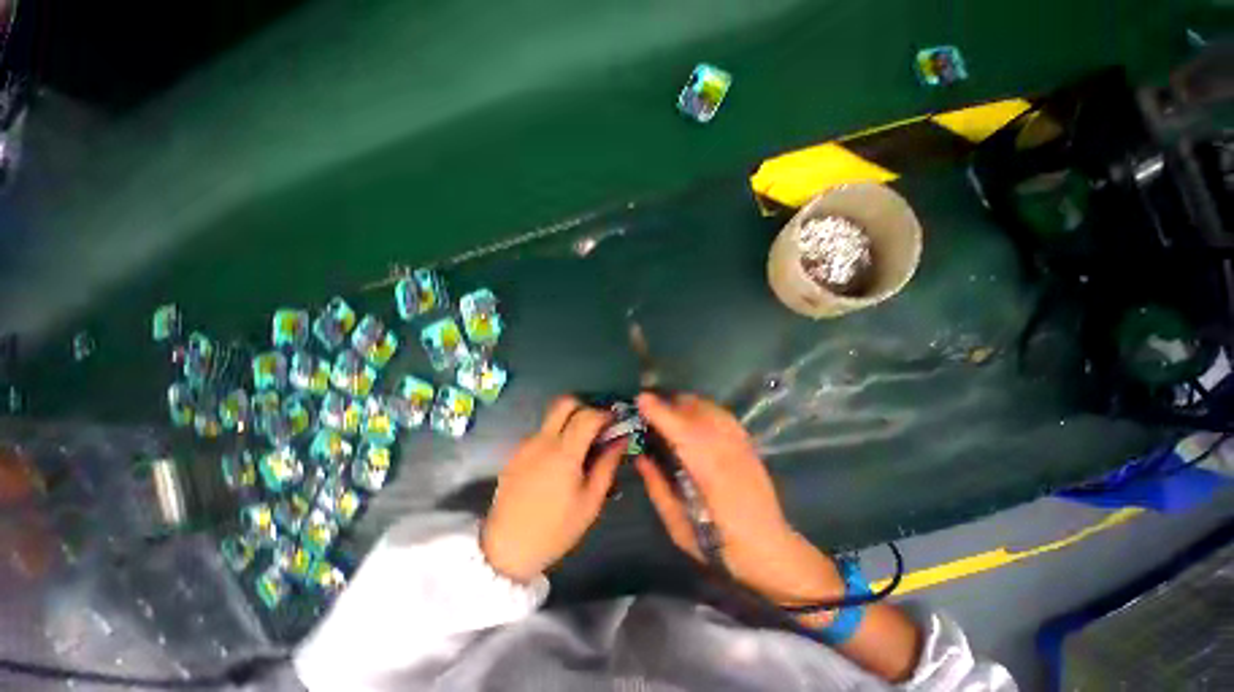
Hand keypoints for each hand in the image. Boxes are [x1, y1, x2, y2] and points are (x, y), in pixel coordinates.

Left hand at [480, 396, 623, 582]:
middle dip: (585, 406)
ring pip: (552, 418)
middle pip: (565, 403)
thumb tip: (621, 440)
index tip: (615, 421)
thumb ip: (607, 465)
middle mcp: (543, 440)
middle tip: (597, 425)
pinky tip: (559, 461)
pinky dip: (556, 436)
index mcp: (564, 452)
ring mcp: (526, 445)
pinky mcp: (516, 453)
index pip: (588, 415)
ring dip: (570, 421)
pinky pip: (541, 434)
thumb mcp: (590, 501)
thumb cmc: (556, 529)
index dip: (605, 413)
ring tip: (581, 446)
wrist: (506, 549)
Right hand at [635, 392, 843, 607]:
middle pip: (694, 408)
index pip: (679, 428)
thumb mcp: (678, 524)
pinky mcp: (746, 441)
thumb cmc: (719, 544)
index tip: (640, 399)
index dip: (659, 410)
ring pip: (707, 406)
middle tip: (649, 410)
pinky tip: (692, 418)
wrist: (769, 547)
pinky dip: (700, 408)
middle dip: (668, 402)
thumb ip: (657, 486)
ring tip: (667, 411)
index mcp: (708, 470)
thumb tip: (640, 456)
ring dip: (684, 403)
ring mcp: (739, 441)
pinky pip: (719, 412)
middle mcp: (726, 447)